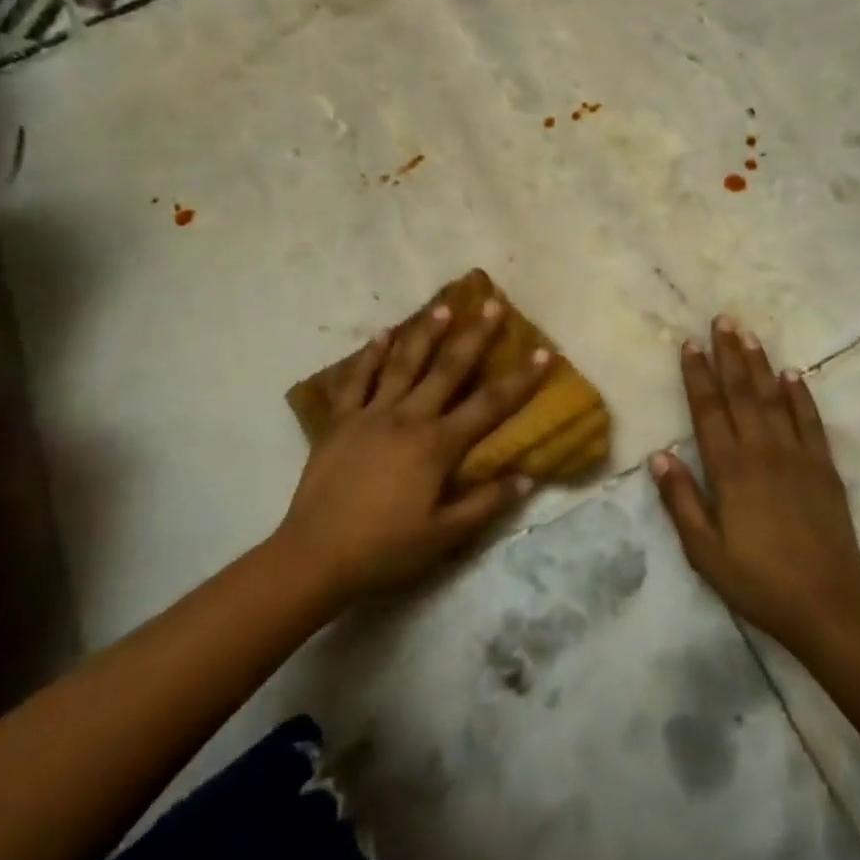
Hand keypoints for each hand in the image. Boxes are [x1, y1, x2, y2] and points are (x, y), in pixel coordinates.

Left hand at [273, 296, 551, 607]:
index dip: (520, 379)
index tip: (543, 352)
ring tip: (442, 307)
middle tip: (491, 302)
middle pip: (448, 369)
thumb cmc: (385, 549)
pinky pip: (356, 380)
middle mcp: (407, 418)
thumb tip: (527, 477)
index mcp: (436, 445)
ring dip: (425, 334)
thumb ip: (486, 504)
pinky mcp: (340, 421)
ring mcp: (370, 415)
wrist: (315, 556)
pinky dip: (369, 355)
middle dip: (474, 335)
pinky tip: (381, 334)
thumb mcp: (443, 536)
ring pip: (402, 364)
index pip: (489, 405)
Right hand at [651, 316, 859, 661]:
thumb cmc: (758, 583)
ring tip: (749, 334)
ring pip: (774, 399)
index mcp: (730, 471)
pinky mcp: (825, 469)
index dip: (698, 375)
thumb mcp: (705, 552)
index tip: (690, 344)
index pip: (708, 410)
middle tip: (722, 320)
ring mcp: (798, 457)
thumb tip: (661, 454)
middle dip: (729, 354)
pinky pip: (810, 422)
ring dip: (760, 364)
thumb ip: (681, 501)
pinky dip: (801, 396)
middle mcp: (763, 452)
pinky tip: (793, 375)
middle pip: (742, 393)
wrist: (830, 608)